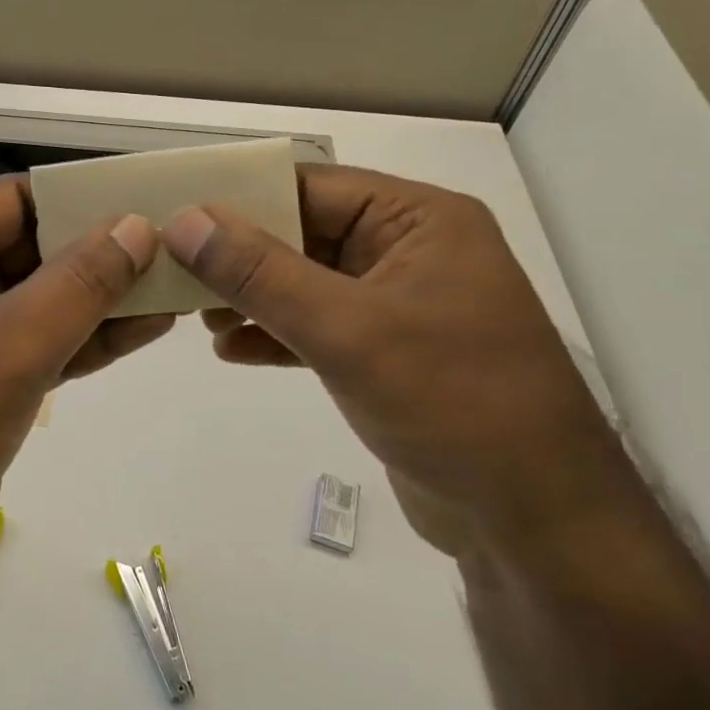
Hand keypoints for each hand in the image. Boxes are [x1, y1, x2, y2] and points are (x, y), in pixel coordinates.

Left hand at [0, 175, 171, 601]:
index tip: (146, 196)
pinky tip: (148, 326)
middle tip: (178, 240)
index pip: (9, 200)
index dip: (77, 195)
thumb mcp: (8, 347)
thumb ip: (78, 283)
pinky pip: (43, 343)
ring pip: (43, 299)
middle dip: (100, 249)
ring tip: (177, 282)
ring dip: (103, 295)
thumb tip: (138, 227)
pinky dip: (89, 337)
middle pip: (31, 248)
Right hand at [161, 164, 629, 556]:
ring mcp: (400, 306)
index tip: (175, 216)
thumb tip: (186, 220)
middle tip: (174, 272)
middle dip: (240, 256)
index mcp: (418, 221)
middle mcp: (410, 251)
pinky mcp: (389, 355)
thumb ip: (260, 272)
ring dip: (252, 298)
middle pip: (304, 234)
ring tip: (197, 317)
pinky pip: (319, 328)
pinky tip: (230, 351)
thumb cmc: (452, 403)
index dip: (240, 198)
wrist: (535, 522)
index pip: (311, 187)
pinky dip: (276, 335)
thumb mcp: (346, 329)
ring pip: (306, 283)